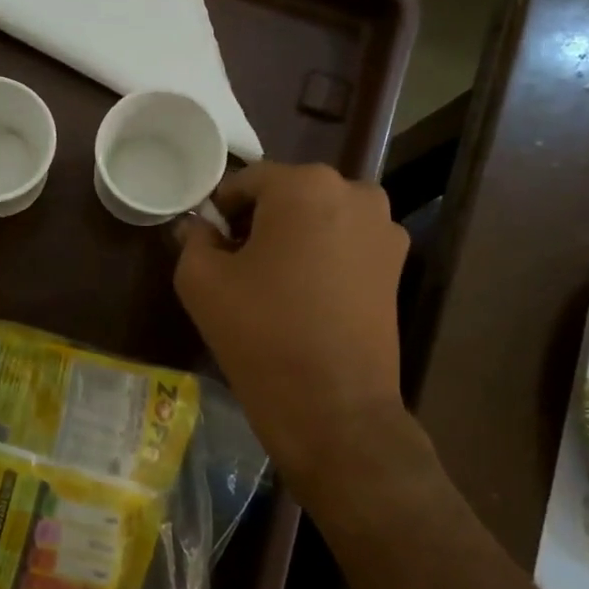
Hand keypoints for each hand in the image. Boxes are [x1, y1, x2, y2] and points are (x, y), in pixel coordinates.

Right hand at [175, 163, 427, 498]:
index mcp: (305, 186)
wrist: (333, 408)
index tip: (207, 242)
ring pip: (319, 218)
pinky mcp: (396, 265)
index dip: (220, 210)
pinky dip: (320, 256)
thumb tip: (195, 227)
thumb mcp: (201, 281)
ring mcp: (383, 229)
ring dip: (291, 237)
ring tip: (270, 282)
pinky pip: (344, 243)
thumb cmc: (260, 334)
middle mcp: (354, 192)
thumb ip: (192, 239)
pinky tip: (302, 295)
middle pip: (288, 195)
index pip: (247, 181)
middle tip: (235, 262)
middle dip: (258, 220)